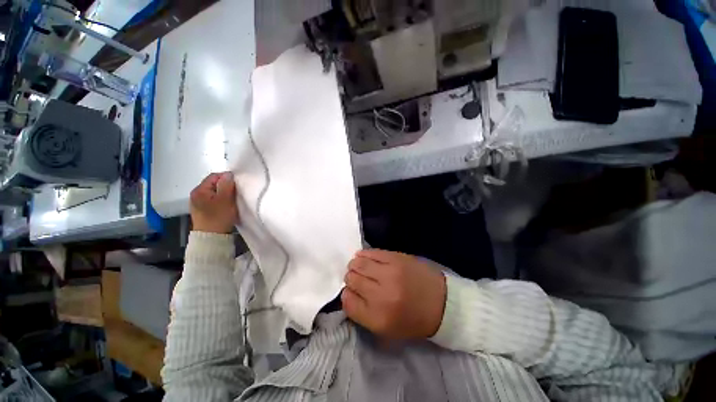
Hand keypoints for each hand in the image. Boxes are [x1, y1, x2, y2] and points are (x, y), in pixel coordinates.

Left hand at [190, 172, 238, 233]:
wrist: (212, 237)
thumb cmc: (219, 217)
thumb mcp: (226, 199)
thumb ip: (227, 185)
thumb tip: (228, 174)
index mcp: (199, 190)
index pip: (215, 176)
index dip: (227, 178)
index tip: (237, 185)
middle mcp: (196, 194)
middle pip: (214, 184)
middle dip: (226, 186)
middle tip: (236, 193)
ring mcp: (198, 202)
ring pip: (214, 192)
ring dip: (224, 194)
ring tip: (232, 200)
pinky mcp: (202, 210)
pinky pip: (213, 200)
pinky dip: (221, 200)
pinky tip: (226, 206)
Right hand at [342, 249, 446, 338]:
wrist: (441, 302)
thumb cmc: (413, 320)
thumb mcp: (387, 329)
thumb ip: (363, 313)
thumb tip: (348, 292)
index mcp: (378, 318)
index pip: (348, 302)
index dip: (347, 294)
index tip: (351, 292)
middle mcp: (381, 295)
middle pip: (352, 280)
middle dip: (351, 278)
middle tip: (356, 278)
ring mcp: (390, 273)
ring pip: (359, 264)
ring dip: (355, 265)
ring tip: (359, 266)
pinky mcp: (396, 258)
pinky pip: (372, 252)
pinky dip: (364, 254)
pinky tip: (363, 256)